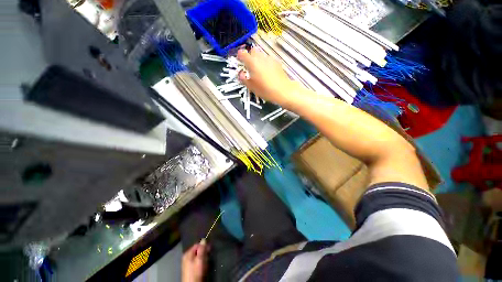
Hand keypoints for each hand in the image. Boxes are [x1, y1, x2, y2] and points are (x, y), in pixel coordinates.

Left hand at [181, 240, 208, 281]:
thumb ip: (202, 249)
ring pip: (197, 256)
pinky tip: (203, 266)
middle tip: (208, 256)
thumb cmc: (196, 272)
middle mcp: (186, 257)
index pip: (197, 244)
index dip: (204, 245)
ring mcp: (187, 263)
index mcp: (187, 253)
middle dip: (203, 252)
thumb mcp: (200, 259)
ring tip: (206, 262)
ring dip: (203, 258)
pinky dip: (200, 262)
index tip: (210, 249)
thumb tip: (203, 239)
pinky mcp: (190, 268)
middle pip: (197, 250)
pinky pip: (196, 261)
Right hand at [237, 48, 298, 106]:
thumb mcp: (252, 87)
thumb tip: (241, 74)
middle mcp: (261, 58)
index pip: (243, 53)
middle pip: (253, 51)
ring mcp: (270, 59)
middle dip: (250, 56)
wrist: (283, 91)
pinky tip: (267, 72)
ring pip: (261, 55)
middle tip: (249, 66)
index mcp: (252, 63)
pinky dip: (265, 63)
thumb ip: (244, 79)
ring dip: (258, 60)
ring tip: (259, 71)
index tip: (239, 60)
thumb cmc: (265, 90)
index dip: (239, 56)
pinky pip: (268, 60)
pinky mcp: (277, 62)